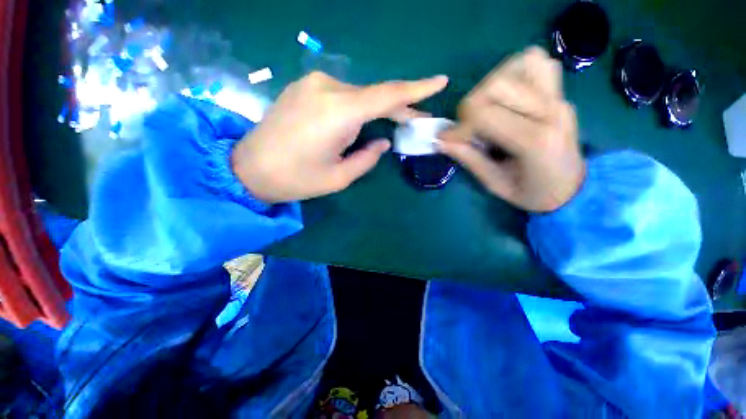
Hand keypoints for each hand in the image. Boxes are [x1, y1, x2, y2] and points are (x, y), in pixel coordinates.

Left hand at [232, 72, 447, 202]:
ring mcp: (313, 84)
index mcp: (339, 112)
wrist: (249, 168)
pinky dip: (355, 109)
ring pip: (357, 96)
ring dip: (373, 111)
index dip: (417, 89)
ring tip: (380, 130)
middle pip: (374, 94)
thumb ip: (367, 157)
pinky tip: (353, 125)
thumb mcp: (340, 177)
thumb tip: (383, 141)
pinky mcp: (304, 87)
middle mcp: (327, 88)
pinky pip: (340, 95)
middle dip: (397, 108)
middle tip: (414, 120)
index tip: (440, 81)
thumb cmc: (296, 179)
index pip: (387, 94)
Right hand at [438, 47, 584, 211]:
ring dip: (491, 84)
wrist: (573, 188)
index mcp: (535, 141)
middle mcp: (550, 110)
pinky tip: (506, 96)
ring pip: (519, 63)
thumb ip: (468, 158)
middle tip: (468, 127)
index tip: (448, 140)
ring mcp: (559, 97)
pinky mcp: (561, 92)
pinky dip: (514, 73)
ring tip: (486, 109)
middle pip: (498, 84)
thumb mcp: (495, 183)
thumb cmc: (533, 193)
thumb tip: (441, 141)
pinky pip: (537, 63)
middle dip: (471, 104)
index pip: (485, 114)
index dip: (458, 126)